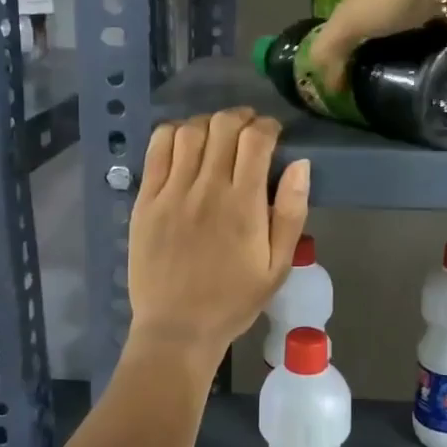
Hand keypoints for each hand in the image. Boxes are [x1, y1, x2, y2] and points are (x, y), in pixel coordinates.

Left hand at [127, 108, 310, 361]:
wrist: (178, 329)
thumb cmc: (234, 300)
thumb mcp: (278, 266)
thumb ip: (292, 213)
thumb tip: (301, 165)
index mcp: (244, 205)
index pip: (256, 140)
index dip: (268, 127)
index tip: (273, 135)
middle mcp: (207, 189)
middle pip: (222, 126)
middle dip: (241, 118)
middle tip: (248, 131)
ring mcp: (172, 192)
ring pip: (189, 131)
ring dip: (208, 124)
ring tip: (217, 136)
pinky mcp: (146, 200)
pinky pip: (157, 149)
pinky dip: (173, 134)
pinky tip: (184, 143)